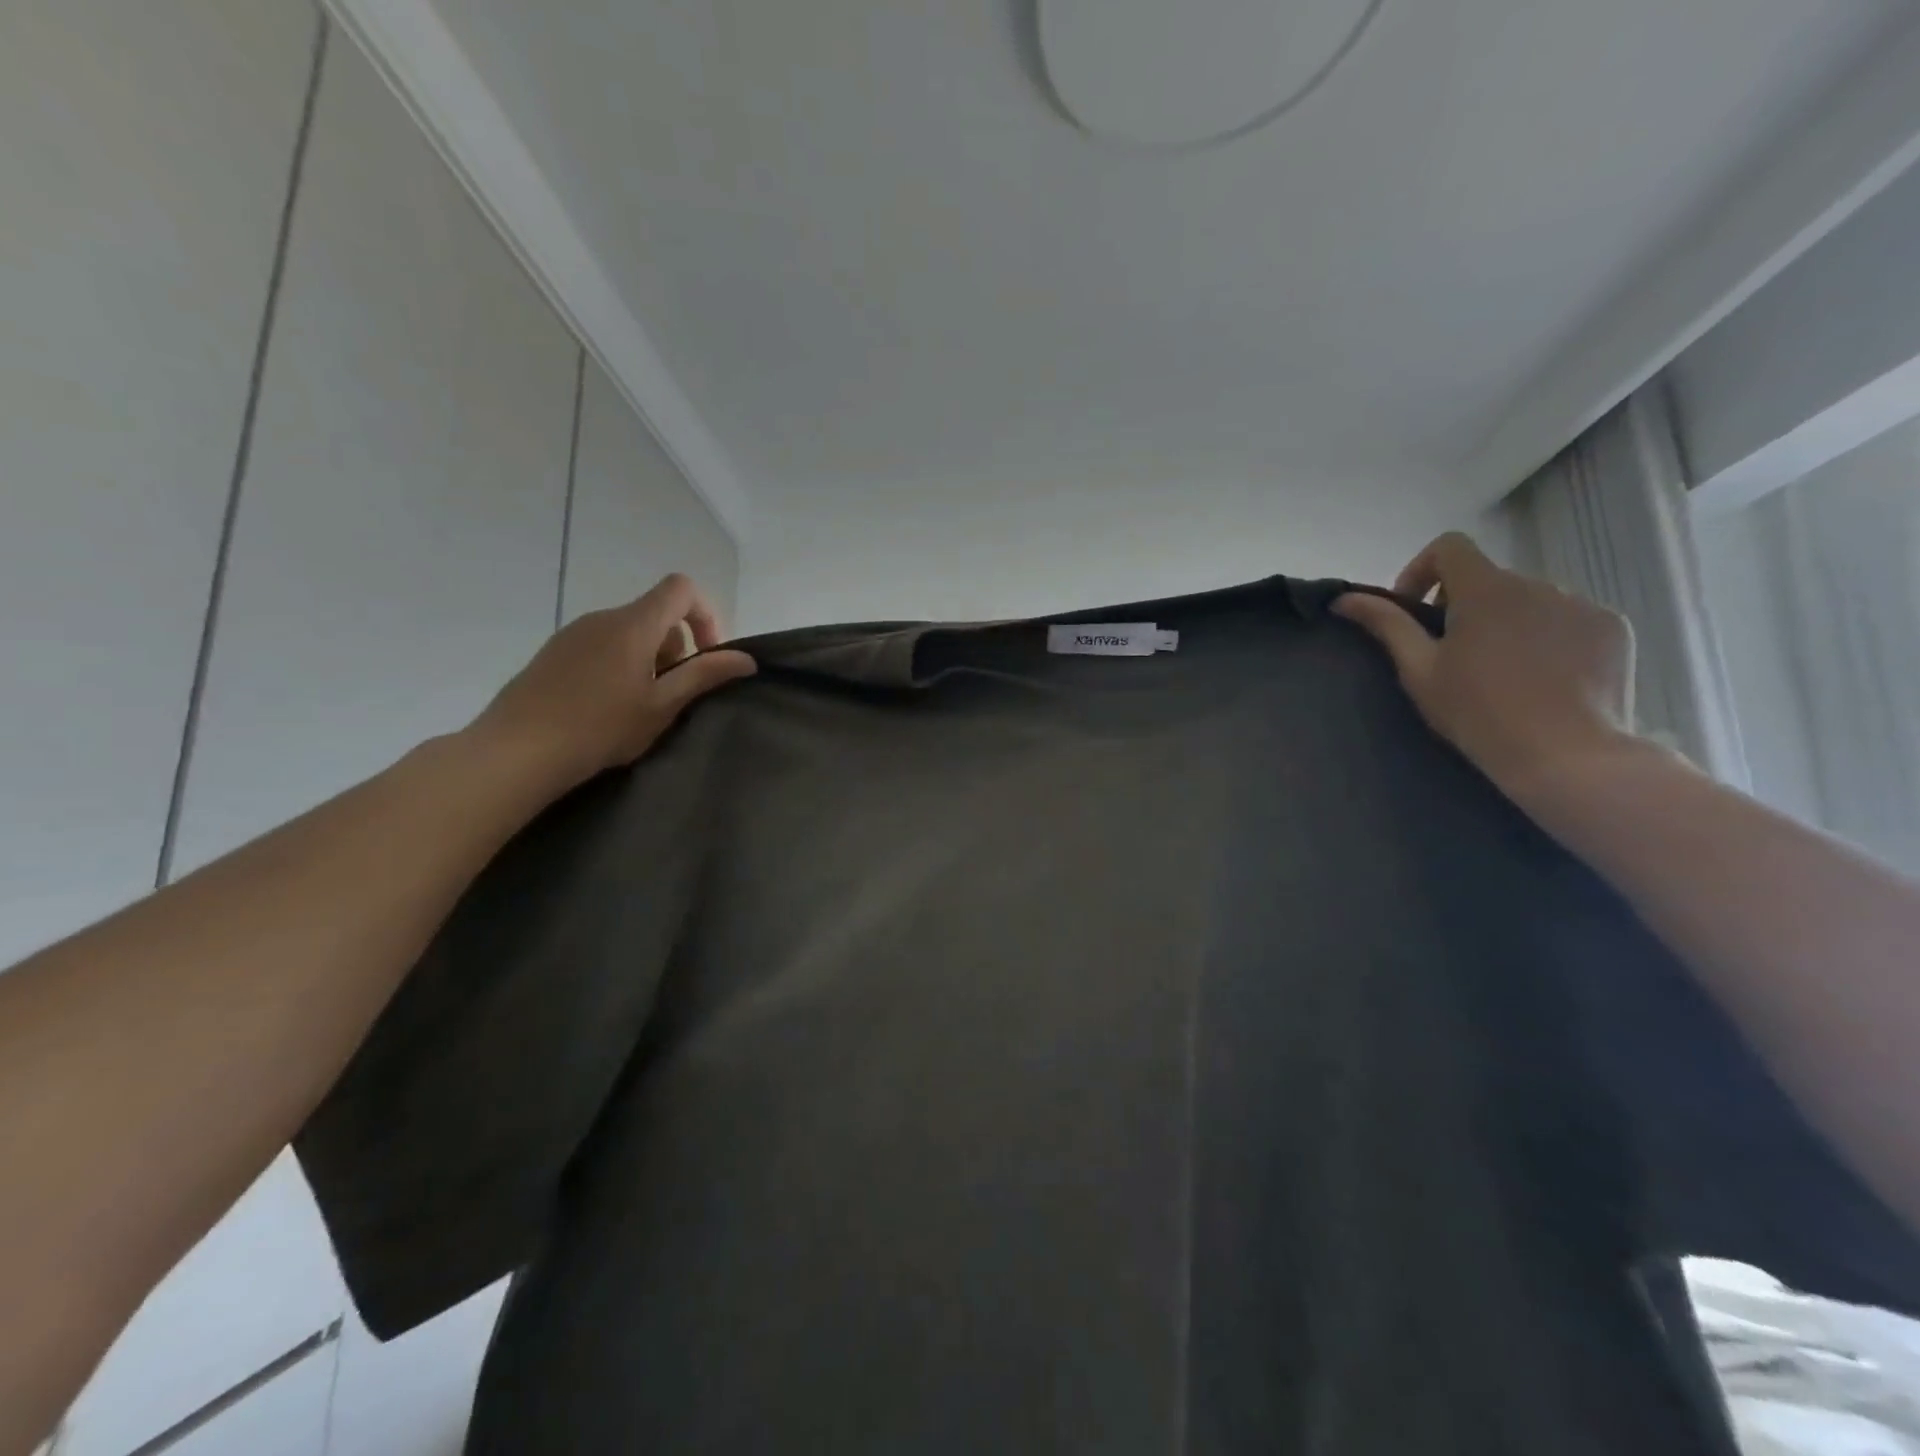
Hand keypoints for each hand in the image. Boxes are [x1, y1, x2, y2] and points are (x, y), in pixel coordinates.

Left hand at [471, 573, 754, 792]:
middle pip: (656, 613)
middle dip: (676, 648)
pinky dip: (619, 664)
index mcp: (633, 624)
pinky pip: (601, 644)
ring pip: (629, 632)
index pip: (681, 588)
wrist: (517, 751)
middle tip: (671, 695)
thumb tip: (746, 658)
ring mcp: (573, 632)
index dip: (705, 615)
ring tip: (638, 706)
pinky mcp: (554, 652)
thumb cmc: (600, 727)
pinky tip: (605, 706)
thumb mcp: (662, 706)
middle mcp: (603, 617)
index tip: (705, 658)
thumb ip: (704, 676)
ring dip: (648, 659)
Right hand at [1333, 533, 1638, 800]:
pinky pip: (1568, 619)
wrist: (1565, 755)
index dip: (1422, 569)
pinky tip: (1543, 678)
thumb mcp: (1419, 670)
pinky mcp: (1613, 628)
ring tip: (1501, 671)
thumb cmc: (1477, 712)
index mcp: (1486, 590)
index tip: (1415, 610)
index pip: (1450, 547)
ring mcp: (1582, 604)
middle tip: (1453, 655)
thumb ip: (1385, 625)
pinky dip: (1548, 637)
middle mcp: (1538, 583)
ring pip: (1530, 601)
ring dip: (1507, 622)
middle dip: (1464, 607)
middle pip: (1489, 580)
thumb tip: (1343, 598)